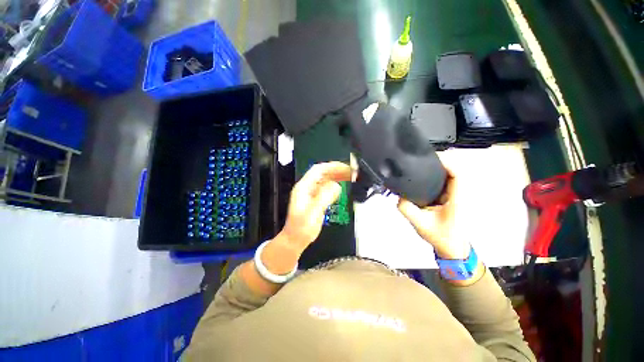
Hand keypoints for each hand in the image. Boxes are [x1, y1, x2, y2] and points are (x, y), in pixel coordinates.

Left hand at [279, 162, 352, 251]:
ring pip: (326, 180)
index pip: (318, 170)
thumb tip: (337, 186)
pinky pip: (327, 188)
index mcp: (304, 187)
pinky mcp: (316, 199)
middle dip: (337, 170)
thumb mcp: (313, 212)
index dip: (332, 166)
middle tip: (351, 172)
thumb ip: (324, 197)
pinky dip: (335, 184)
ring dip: (337, 176)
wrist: (296, 239)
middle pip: (323, 173)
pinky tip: (342, 186)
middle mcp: (307, 187)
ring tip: (350, 176)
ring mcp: (311, 193)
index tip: (345, 167)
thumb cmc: (301, 228)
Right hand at [397, 167, 469, 259]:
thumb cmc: (440, 237)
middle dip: (437, 162)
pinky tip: (421, 178)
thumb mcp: (420, 223)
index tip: (429, 158)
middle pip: (452, 169)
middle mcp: (458, 193)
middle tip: (419, 161)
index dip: (446, 162)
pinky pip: (443, 181)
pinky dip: (433, 177)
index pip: (457, 173)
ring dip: (435, 169)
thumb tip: (398, 196)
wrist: (451, 248)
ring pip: (448, 175)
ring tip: (418, 167)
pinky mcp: (449, 197)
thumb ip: (406, 208)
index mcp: (456, 198)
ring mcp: (454, 195)